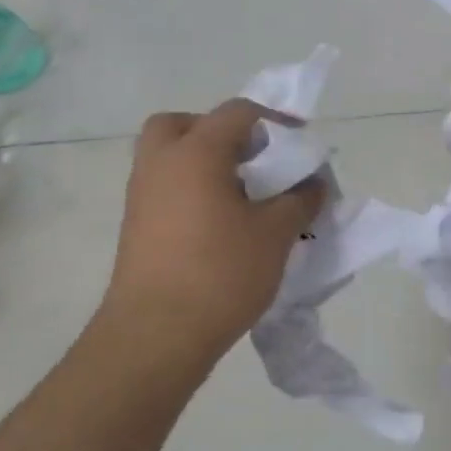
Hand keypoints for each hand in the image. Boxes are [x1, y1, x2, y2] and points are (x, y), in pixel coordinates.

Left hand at [93, 101, 322, 369]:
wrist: (155, 337)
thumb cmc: (220, 273)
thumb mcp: (276, 234)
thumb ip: (300, 200)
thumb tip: (313, 184)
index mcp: (196, 153)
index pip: (237, 113)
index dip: (275, 119)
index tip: (301, 140)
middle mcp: (161, 165)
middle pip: (182, 124)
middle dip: (219, 131)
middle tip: (251, 156)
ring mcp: (142, 197)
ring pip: (169, 158)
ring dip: (204, 162)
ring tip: (244, 193)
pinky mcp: (136, 228)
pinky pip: (165, 188)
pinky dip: (192, 190)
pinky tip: (223, 223)